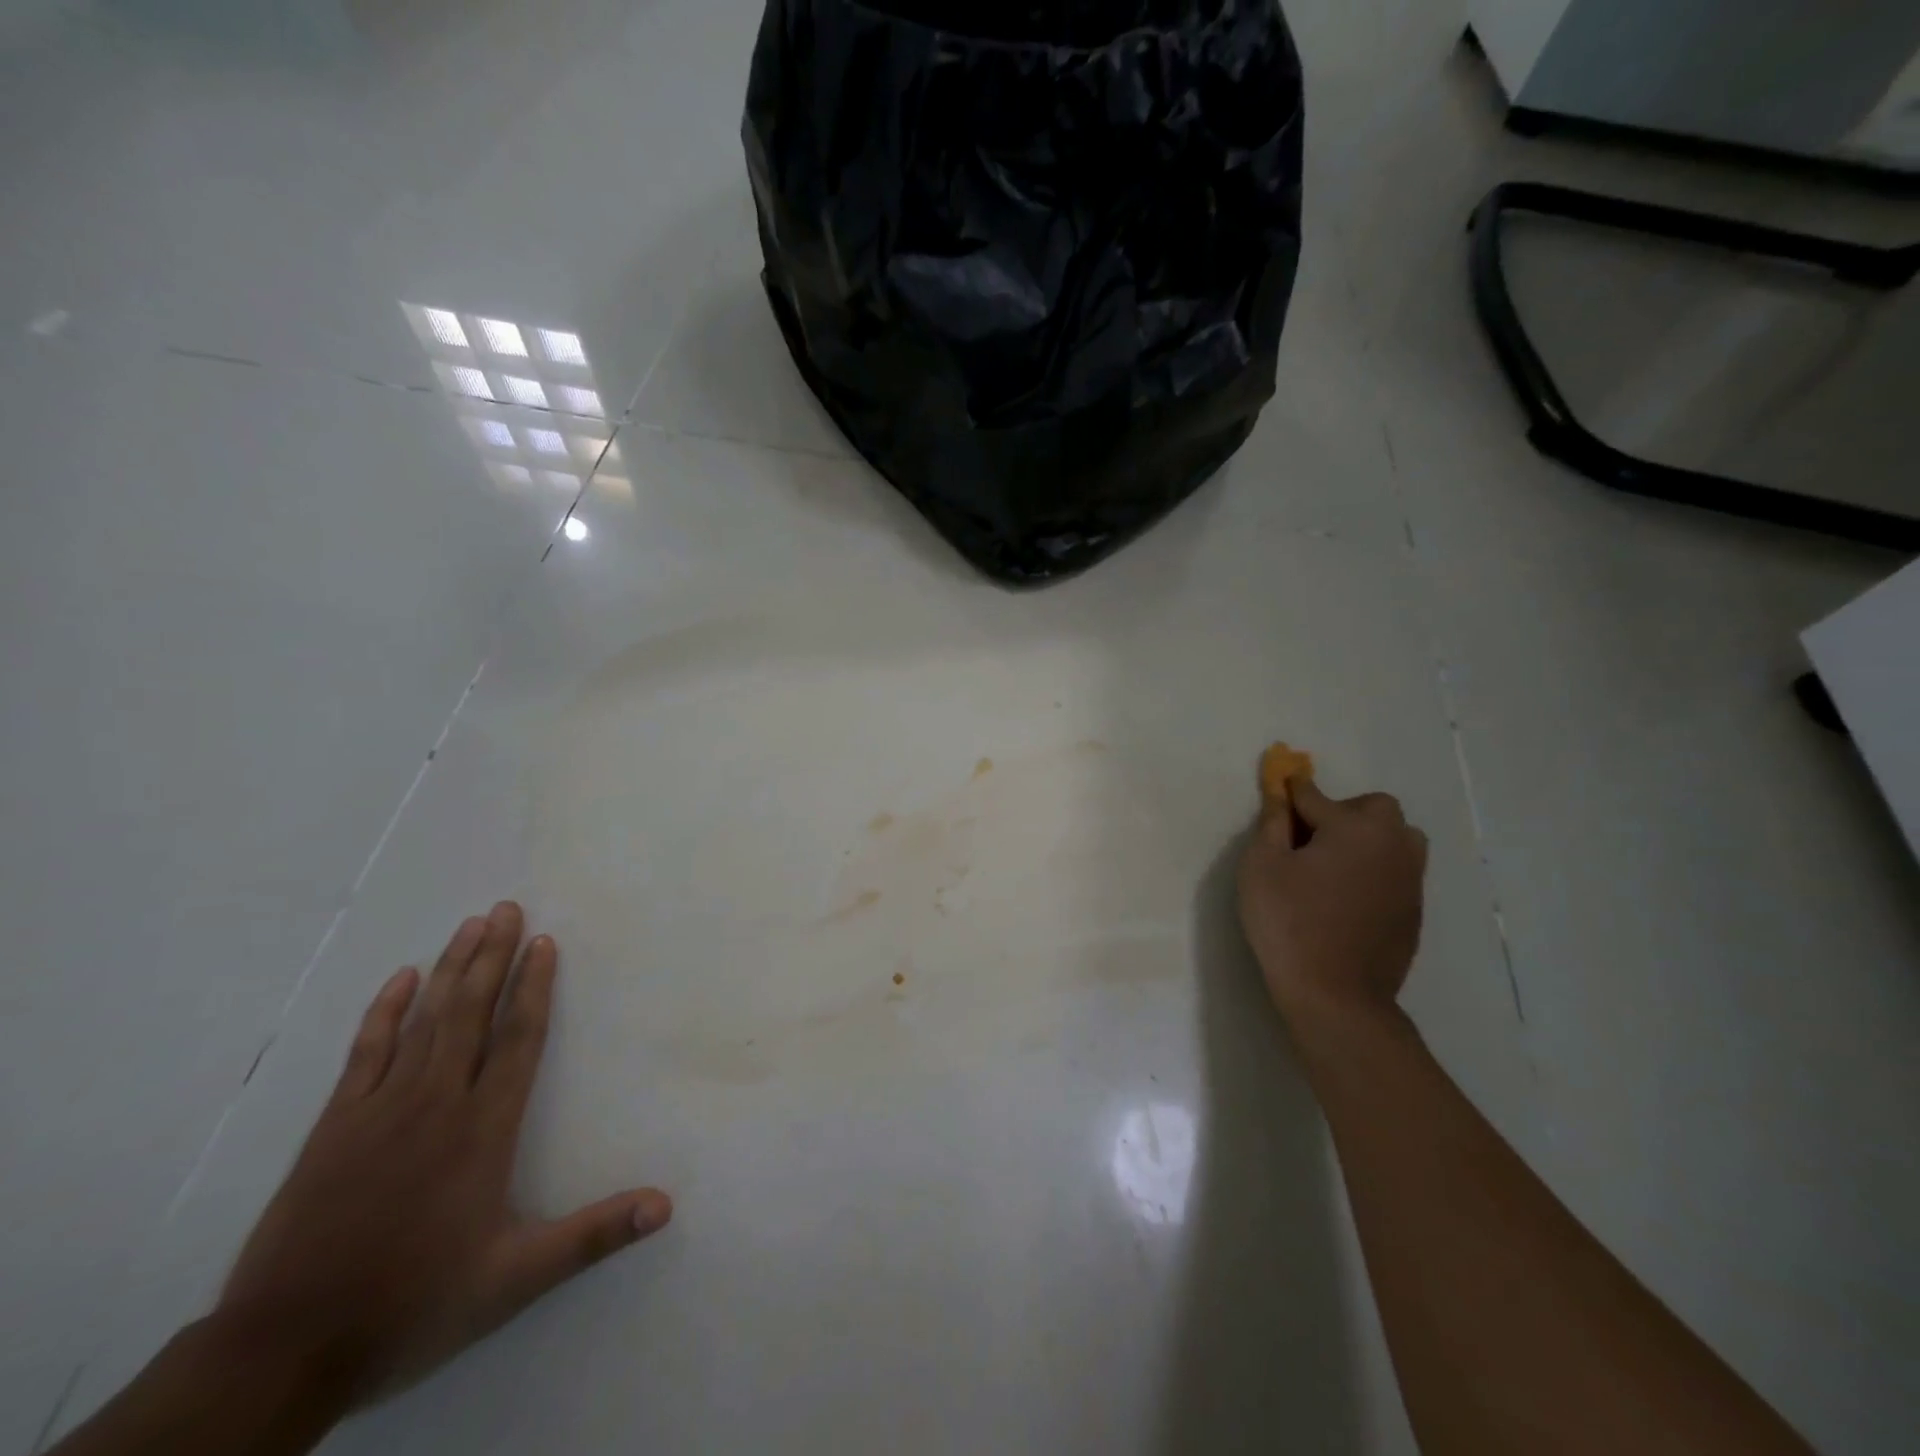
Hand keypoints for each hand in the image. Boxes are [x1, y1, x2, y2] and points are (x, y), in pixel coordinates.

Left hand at [218, 902, 670, 1400]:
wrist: (283, 1350)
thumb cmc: (413, 1303)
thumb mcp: (515, 1279)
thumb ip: (594, 1235)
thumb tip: (667, 1205)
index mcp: (484, 1128)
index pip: (519, 1039)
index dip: (535, 987)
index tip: (544, 943)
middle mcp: (437, 1102)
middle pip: (471, 1013)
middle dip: (493, 957)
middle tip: (508, 908)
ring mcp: (380, 1109)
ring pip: (425, 1020)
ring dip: (450, 969)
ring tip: (471, 925)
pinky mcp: (334, 1126)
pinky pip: (364, 1052)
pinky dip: (383, 1012)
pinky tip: (399, 979)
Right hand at [1237, 777, 1428, 1032]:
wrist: (1337, 996)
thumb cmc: (1289, 923)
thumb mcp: (1262, 866)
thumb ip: (1273, 823)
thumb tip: (1281, 794)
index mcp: (1355, 827)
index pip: (1315, 795)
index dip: (1290, 792)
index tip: (1278, 785)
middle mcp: (1393, 844)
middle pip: (1373, 808)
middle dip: (1342, 812)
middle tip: (1309, 839)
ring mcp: (1410, 879)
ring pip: (1395, 838)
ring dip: (1366, 839)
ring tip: (1332, 866)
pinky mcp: (1413, 910)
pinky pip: (1396, 870)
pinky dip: (1374, 869)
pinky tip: (1345, 898)